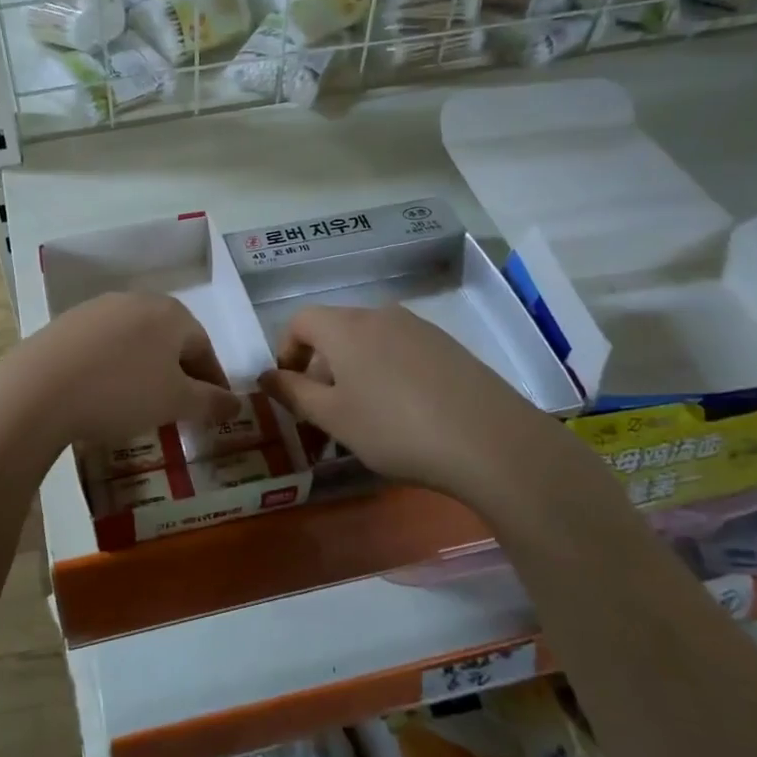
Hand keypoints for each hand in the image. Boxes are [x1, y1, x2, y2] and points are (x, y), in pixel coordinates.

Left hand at [0, 293, 241, 450]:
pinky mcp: (66, 323)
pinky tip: (103, 392)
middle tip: (179, 408)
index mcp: (170, 313)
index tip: (215, 410)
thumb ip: (210, 402)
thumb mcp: (175, 403)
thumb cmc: (121, 392)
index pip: (204, 346)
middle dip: (179, 373)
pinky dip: (113, 367)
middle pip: (169, 339)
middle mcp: (136, 300)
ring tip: (141, 403)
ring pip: (135, 341)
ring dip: (145, 369)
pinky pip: (104, 346)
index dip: (213, 381)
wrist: (39, 389)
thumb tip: (237, 403)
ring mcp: (97, 308)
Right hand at [258, 304, 595, 521]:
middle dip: (320, 367)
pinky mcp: (448, 346)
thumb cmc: (395, 429)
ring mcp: (419, 328)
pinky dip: (386, 373)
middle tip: (324, 413)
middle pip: (335, 331)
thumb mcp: (333, 418)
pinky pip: (400, 351)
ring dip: (353, 372)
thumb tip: (266, 375)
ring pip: (369, 342)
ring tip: (364, 417)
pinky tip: (404, 413)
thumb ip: (293, 393)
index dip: (286, 350)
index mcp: (345, 328)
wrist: (490, 441)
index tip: (290, 388)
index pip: (300, 320)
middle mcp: (379, 315)